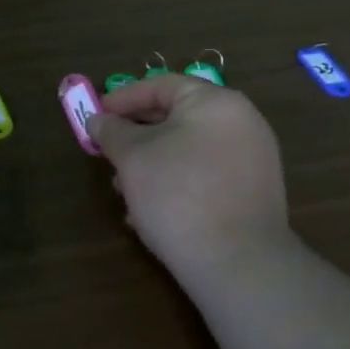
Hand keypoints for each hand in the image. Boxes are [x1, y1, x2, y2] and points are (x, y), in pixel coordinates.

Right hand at [88, 76, 291, 295]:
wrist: (237, 263)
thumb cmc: (178, 195)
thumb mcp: (132, 157)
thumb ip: (111, 131)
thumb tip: (98, 119)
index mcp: (215, 102)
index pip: (161, 85)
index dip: (123, 98)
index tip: (96, 116)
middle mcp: (241, 122)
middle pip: (177, 116)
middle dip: (135, 135)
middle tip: (106, 152)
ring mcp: (252, 158)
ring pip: (189, 148)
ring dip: (152, 162)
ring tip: (123, 189)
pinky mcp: (253, 192)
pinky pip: (206, 173)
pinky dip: (176, 181)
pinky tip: (150, 209)